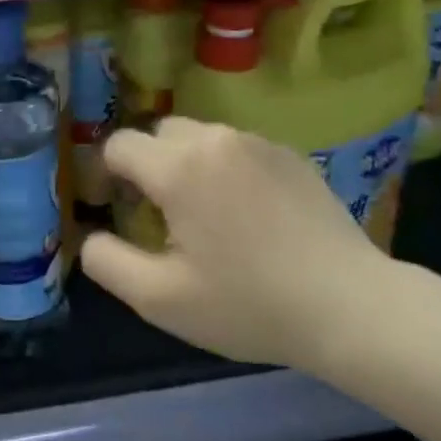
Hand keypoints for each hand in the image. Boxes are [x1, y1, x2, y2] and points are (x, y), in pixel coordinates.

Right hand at [81, 117, 394, 373]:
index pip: (119, 145)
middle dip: (149, 166)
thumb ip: (107, 262)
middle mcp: (214, 139)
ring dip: (188, 165)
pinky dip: (227, 169)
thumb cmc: (249, 304)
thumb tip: (88, 236)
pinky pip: (238, 149)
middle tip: (163, 216)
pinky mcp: (290, 154)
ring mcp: (257, 142)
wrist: (351, 306)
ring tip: (209, 216)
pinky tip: (251, 215)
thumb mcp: (161, 299)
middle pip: (159, 134)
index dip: (108, 175)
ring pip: (200, 138)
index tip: (120, 210)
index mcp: (178, 168)